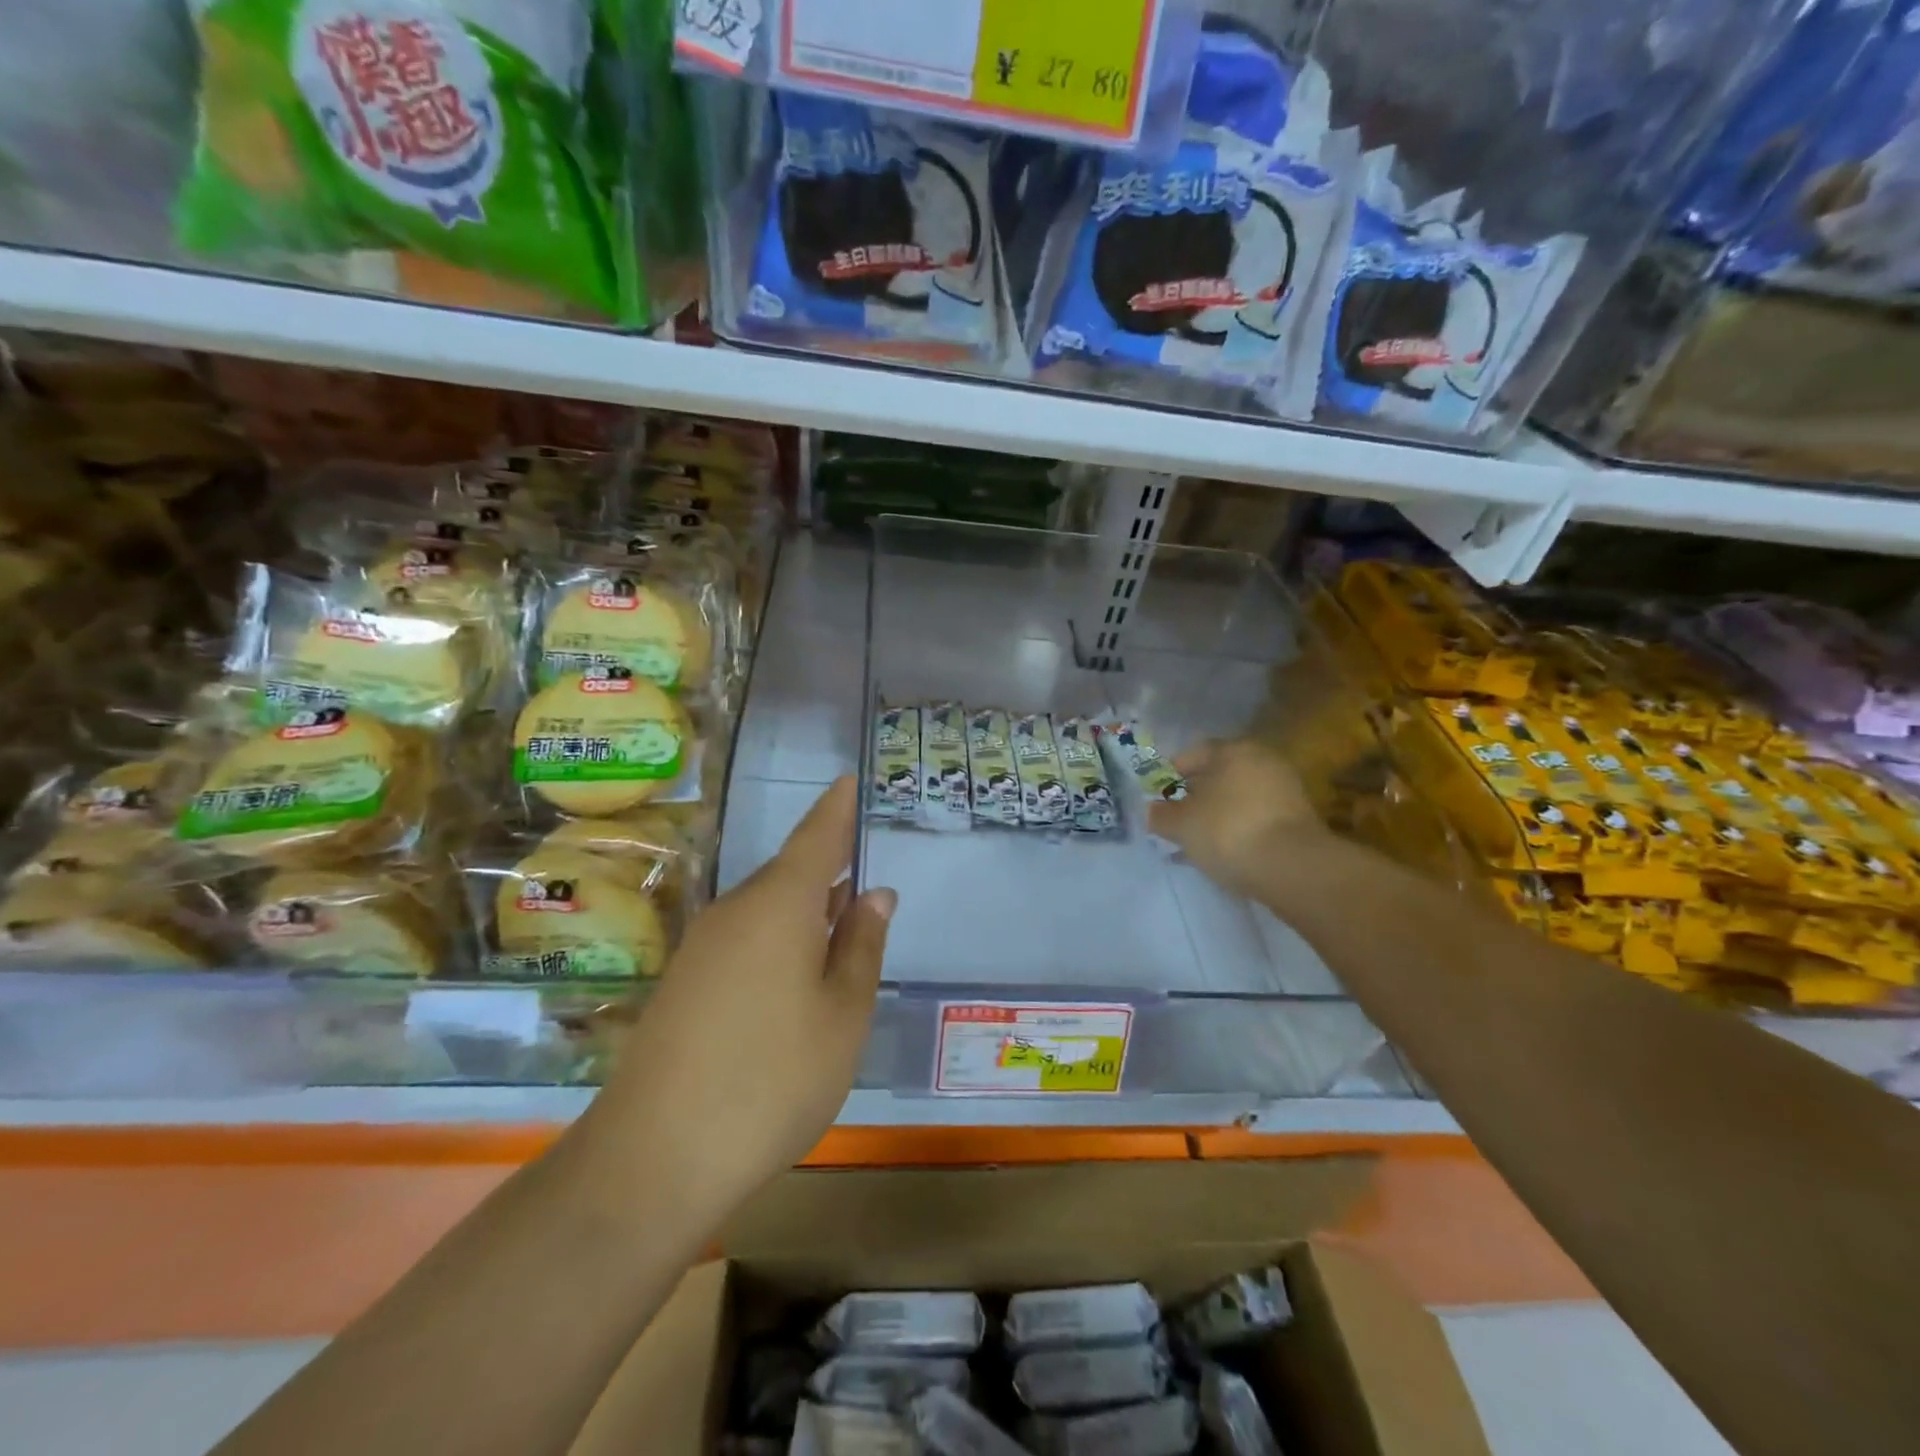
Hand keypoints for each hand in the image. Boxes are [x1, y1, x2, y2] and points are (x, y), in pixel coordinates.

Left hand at [588, 778, 892, 1222]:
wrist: (654, 1160)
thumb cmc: (773, 1078)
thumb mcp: (842, 1014)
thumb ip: (861, 946)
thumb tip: (873, 893)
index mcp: (779, 904)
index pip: (816, 837)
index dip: (836, 808)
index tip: (849, 780)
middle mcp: (735, 911)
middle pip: (789, 873)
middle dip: (828, 869)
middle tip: (864, 874)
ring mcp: (703, 947)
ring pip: (766, 908)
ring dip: (805, 909)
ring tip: (841, 925)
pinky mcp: (685, 982)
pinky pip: (744, 938)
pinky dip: (778, 939)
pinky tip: (795, 974)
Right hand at [1148, 738, 1327, 901]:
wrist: (1292, 868)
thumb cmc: (1228, 831)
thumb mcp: (1181, 824)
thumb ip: (1160, 815)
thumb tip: (1152, 811)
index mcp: (1234, 750)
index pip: (1194, 754)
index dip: (1170, 774)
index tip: (1156, 797)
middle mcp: (1264, 761)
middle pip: (1219, 775)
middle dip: (1195, 796)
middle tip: (1175, 819)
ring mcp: (1286, 790)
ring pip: (1238, 799)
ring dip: (1217, 816)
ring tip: (1197, 841)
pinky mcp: (1298, 820)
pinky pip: (1256, 818)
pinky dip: (1238, 830)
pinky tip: (1224, 851)